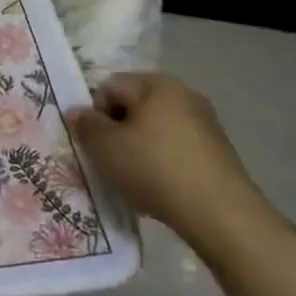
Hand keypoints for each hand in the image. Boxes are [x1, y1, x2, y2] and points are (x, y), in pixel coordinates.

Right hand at [69, 72, 272, 251]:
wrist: (218, 212)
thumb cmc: (154, 169)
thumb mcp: (106, 147)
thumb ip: (86, 125)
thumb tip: (77, 111)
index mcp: (156, 84)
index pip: (110, 86)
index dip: (95, 113)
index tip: (94, 144)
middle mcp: (183, 94)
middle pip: (134, 105)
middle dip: (117, 130)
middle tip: (109, 161)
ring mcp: (204, 122)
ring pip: (155, 128)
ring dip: (138, 147)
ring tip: (133, 178)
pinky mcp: (217, 150)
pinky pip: (176, 147)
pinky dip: (162, 161)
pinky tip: (159, 187)